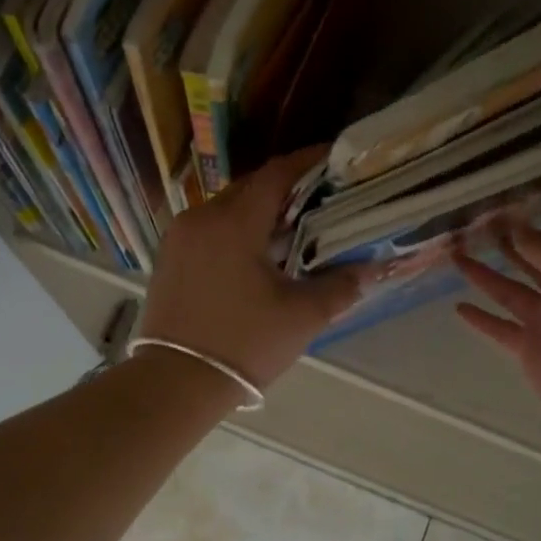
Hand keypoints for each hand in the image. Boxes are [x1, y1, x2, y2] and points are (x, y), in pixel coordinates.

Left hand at [138, 148, 363, 393]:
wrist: (174, 384)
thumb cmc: (243, 344)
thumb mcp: (302, 316)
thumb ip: (340, 286)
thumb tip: (371, 269)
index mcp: (234, 222)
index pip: (277, 173)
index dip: (309, 161)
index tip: (335, 157)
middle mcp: (201, 217)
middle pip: (251, 188)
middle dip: (287, 188)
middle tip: (321, 198)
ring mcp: (179, 237)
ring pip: (228, 208)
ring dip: (260, 211)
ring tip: (294, 226)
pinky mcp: (169, 258)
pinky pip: (210, 229)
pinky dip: (237, 230)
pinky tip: (257, 253)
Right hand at [454, 208, 540, 428]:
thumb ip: (540, 244)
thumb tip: (516, 225)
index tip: (517, 193)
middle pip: (533, 259)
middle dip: (507, 241)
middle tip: (474, 223)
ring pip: (510, 290)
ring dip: (484, 274)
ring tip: (455, 255)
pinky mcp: (530, 348)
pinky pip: (500, 328)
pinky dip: (481, 319)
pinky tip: (459, 307)